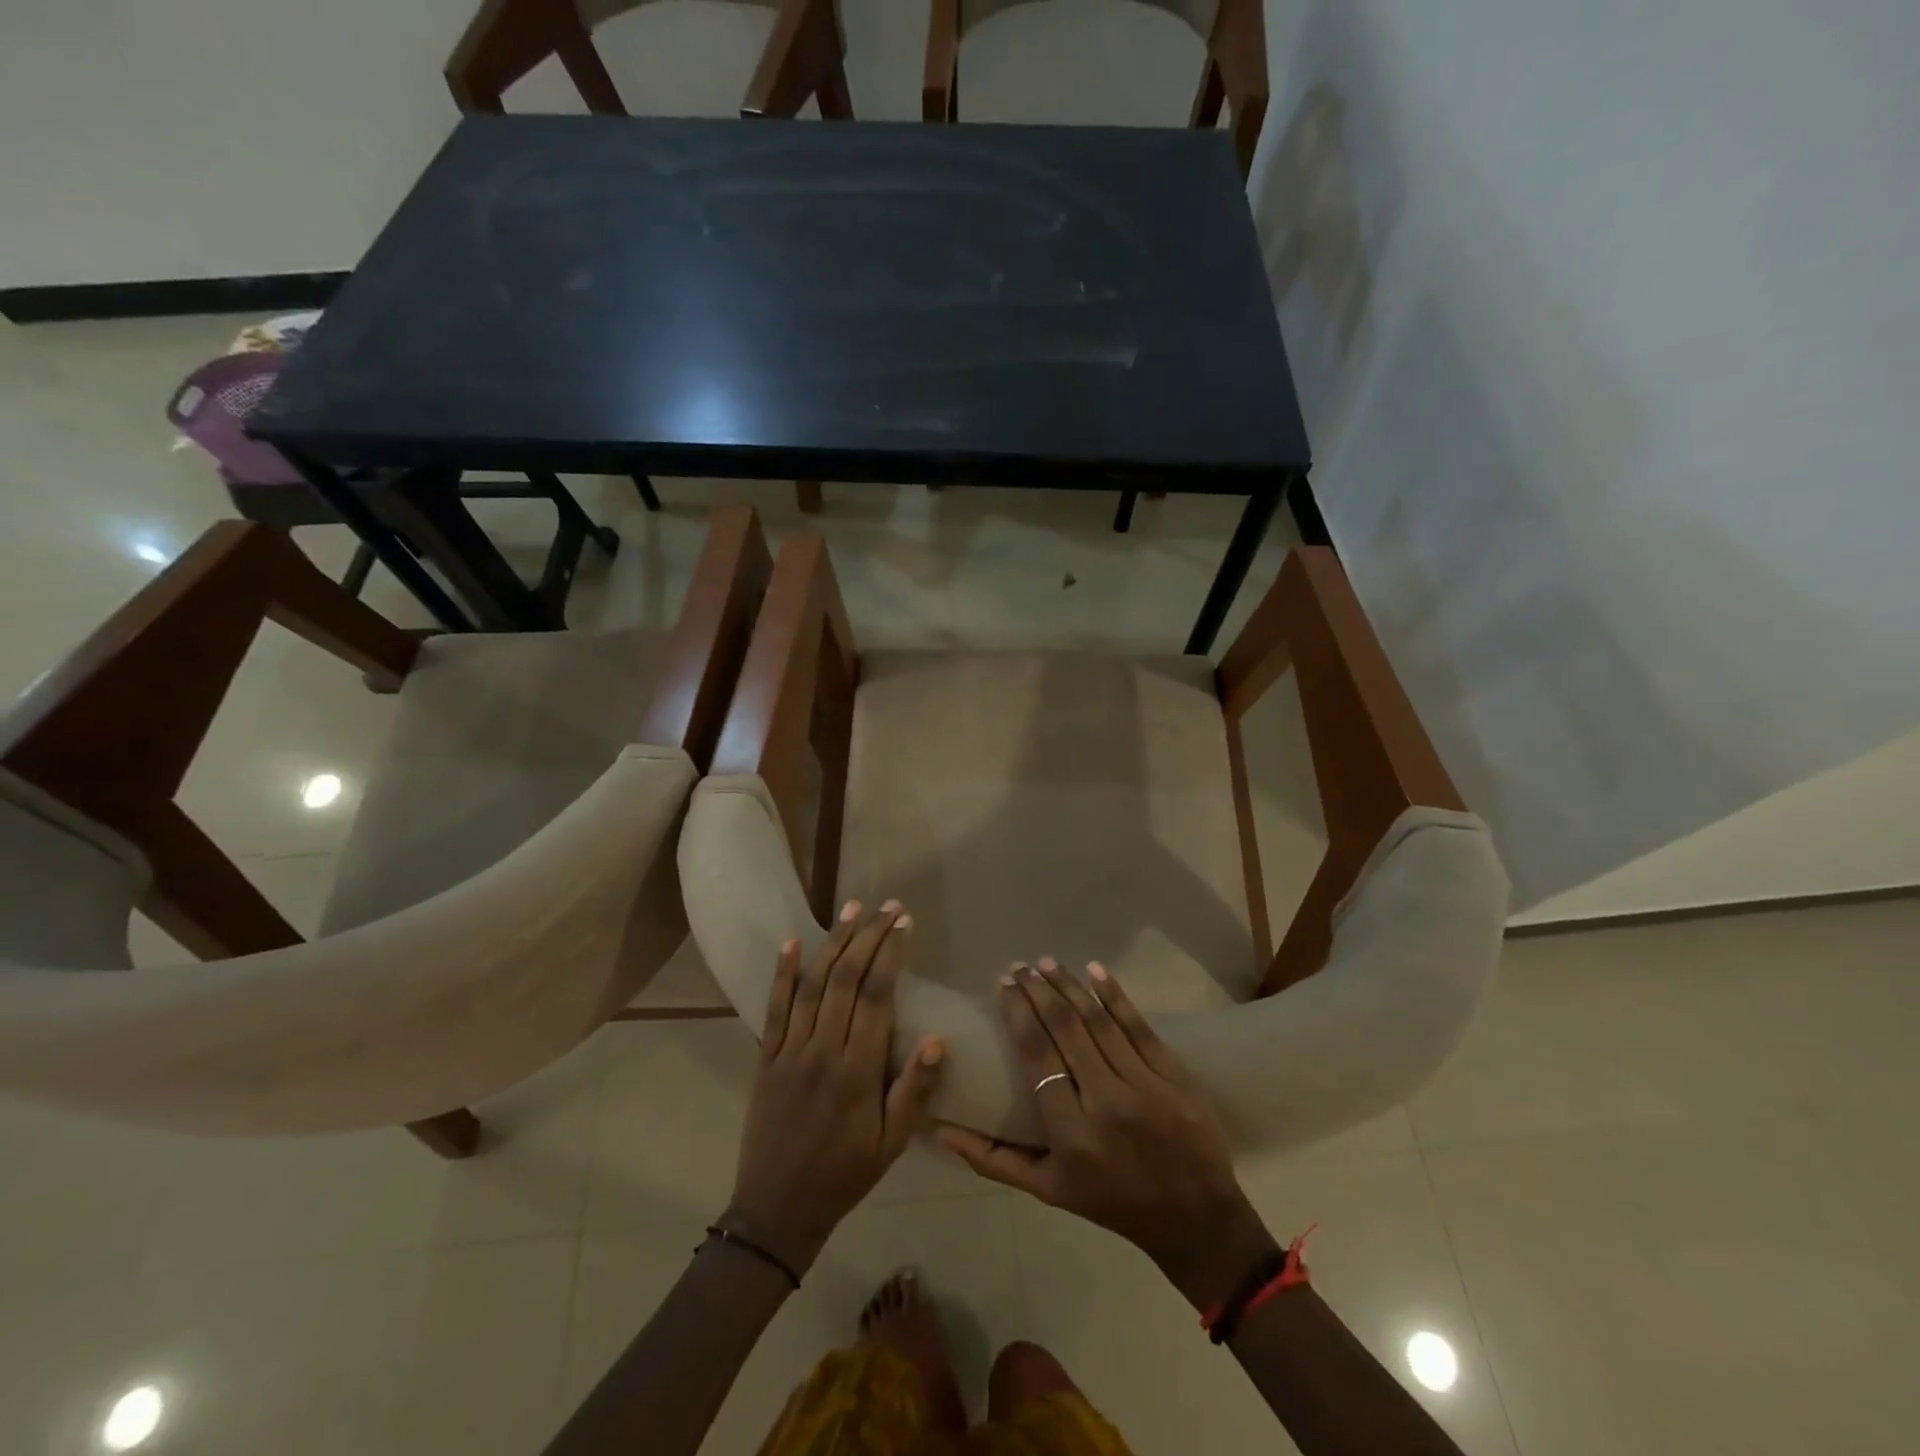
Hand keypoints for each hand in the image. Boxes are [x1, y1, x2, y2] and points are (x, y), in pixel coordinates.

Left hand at [724, 901, 943, 1275]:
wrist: (777, 1210)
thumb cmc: (845, 1175)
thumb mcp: (891, 1144)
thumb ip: (913, 1091)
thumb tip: (937, 1039)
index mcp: (857, 1071)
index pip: (876, 996)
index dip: (890, 954)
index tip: (904, 923)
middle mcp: (822, 1050)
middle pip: (845, 979)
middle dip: (867, 936)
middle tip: (886, 906)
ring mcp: (789, 1051)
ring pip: (812, 984)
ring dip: (833, 942)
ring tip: (852, 908)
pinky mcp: (766, 1056)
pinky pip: (774, 1007)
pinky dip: (782, 972)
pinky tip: (792, 942)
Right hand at [939, 960, 1277, 1307]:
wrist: (1196, 1220)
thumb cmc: (1112, 1203)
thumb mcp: (1048, 1190)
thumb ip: (994, 1159)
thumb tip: (942, 1130)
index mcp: (1071, 1133)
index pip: (1037, 1056)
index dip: (1018, 1013)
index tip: (1005, 985)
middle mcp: (1106, 1104)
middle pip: (1066, 1030)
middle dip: (1039, 990)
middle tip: (1020, 966)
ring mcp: (1146, 1088)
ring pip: (1100, 1022)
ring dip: (1070, 986)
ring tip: (1047, 963)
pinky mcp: (1177, 1078)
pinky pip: (1141, 1028)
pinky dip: (1116, 996)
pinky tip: (1095, 970)